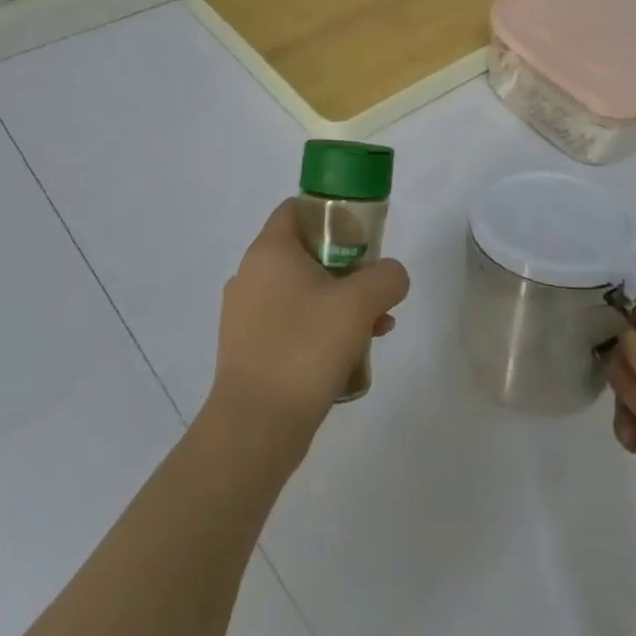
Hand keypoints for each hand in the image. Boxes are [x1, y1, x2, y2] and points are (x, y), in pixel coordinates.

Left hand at [209, 199, 410, 444]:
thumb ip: (386, 277)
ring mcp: (245, 316)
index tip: (363, 236)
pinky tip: (350, 356)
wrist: (255, 427)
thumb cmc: (305, 348)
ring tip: (375, 329)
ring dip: (339, 303)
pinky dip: (320, 330)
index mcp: (269, 251)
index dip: (332, 214)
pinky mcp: (248, 350)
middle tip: (375, 290)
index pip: (297, 209)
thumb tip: (390, 277)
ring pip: (302, 292)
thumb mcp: (360, 303)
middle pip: (306, 253)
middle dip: (347, 268)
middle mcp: (250, 276)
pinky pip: (291, 324)